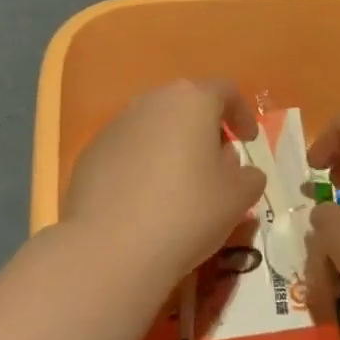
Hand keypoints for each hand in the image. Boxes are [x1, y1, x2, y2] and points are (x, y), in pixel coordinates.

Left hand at [62, 79, 266, 290]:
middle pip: (185, 105)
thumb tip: (235, 167)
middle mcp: (150, 102)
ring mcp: (115, 126)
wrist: (110, 248)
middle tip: (216, 163)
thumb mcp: (238, 197)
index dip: (242, 113)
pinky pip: (127, 151)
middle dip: (204, 129)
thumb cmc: (187, 212)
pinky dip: (142, 166)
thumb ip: (248, 175)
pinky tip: (145, 202)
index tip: (248, 140)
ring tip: (180, 185)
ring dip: (171, 147)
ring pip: (153, 127)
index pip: (224, 91)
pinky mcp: (91, 154)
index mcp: (191, 100)